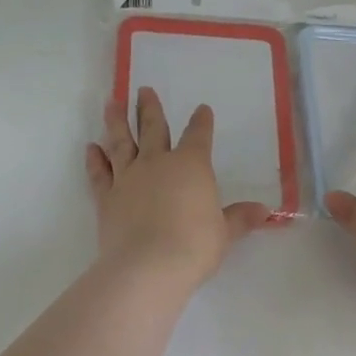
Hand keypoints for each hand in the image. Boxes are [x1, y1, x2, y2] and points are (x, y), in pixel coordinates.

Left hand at [86, 89, 272, 289]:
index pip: (198, 136)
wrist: (148, 265)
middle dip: (149, 108)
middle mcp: (157, 163)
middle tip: (143, 90)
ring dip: (116, 122)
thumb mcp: (224, 233)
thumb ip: (239, 218)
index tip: (202, 109)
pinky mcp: (107, 197)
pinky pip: (99, 173)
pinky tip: (91, 148)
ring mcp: (128, 178)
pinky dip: (94, 159)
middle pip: (153, 128)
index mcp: (191, 166)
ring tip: (111, 103)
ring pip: (121, 142)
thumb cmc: (194, 246)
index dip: (201, 122)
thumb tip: (264, 211)